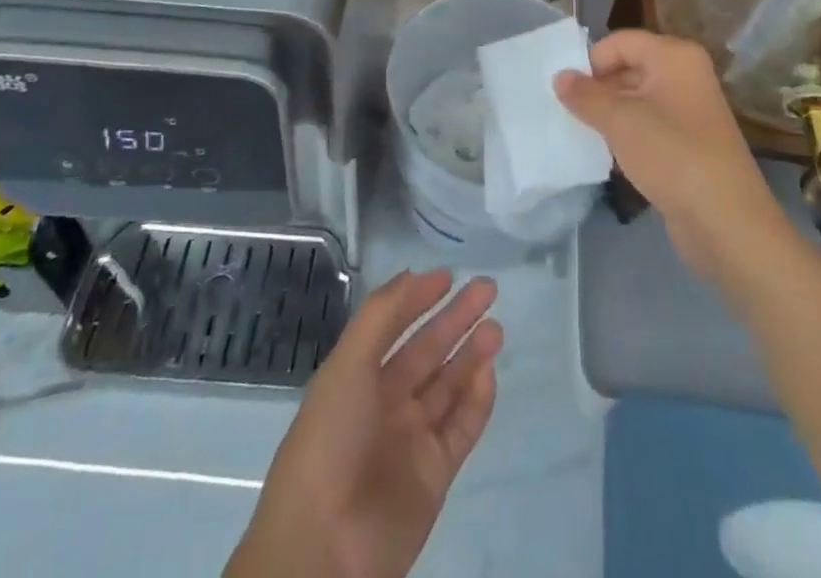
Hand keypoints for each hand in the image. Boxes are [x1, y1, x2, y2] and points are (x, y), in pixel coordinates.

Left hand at [227, 269, 501, 577]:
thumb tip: (413, 274)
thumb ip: (382, 314)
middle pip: (427, 351)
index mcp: (356, 376)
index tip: (448, 275)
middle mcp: (384, 402)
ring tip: (496, 328)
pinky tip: (489, 372)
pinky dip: (477, 401)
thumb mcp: (348, 363)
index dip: (418, 299)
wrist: (325, 545)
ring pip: (448, 387)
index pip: (393, 326)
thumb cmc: (330, 439)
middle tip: (488, 289)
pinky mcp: (434, 474)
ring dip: (471, 355)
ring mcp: (411, 439)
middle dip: (456, 319)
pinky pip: (461, 428)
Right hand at [556, 30, 786, 289]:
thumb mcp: (619, 121)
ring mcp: (689, 109)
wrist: (726, 221)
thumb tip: (559, 76)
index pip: (621, 42)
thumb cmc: (672, 155)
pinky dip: (626, 134)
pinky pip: (648, 125)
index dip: (592, 61)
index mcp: (674, 56)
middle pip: (629, 67)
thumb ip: (585, 96)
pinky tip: (606, 154)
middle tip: (567, 111)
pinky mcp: (688, 142)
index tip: (566, 91)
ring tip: (580, 132)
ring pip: (637, 99)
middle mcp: (685, 74)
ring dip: (608, 113)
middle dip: (597, 88)